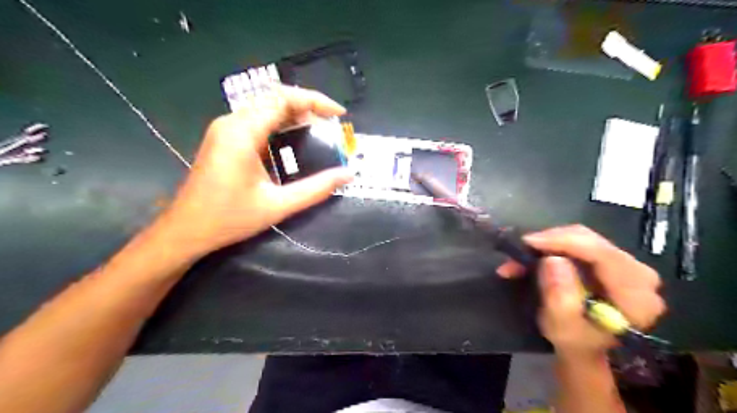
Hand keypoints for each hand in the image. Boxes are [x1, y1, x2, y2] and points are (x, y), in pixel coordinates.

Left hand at [160, 84, 352, 257]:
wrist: (186, 230)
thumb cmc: (229, 218)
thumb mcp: (278, 205)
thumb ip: (316, 188)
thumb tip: (348, 174)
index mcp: (242, 132)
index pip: (284, 98)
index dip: (316, 101)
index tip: (339, 114)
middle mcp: (232, 122)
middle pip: (275, 98)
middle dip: (308, 107)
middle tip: (331, 126)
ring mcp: (225, 129)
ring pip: (266, 108)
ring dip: (295, 116)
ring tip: (319, 133)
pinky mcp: (224, 138)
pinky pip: (257, 120)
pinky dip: (281, 125)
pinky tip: (294, 142)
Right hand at [497, 224, 665, 356]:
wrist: (586, 348)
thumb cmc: (575, 342)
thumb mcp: (562, 327)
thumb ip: (560, 297)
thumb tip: (553, 260)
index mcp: (635, 295)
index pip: (602, 254)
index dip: (564, 242)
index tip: (529, 242)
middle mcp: (638, 275)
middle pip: (591, 241)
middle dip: (550, 242)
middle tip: (520, 250)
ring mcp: (626, 265)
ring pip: (582, 238)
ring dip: (548, 245)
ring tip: (520, 258)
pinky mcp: (611, 261)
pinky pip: (580, 243)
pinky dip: (554, 247)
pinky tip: (534, 257)